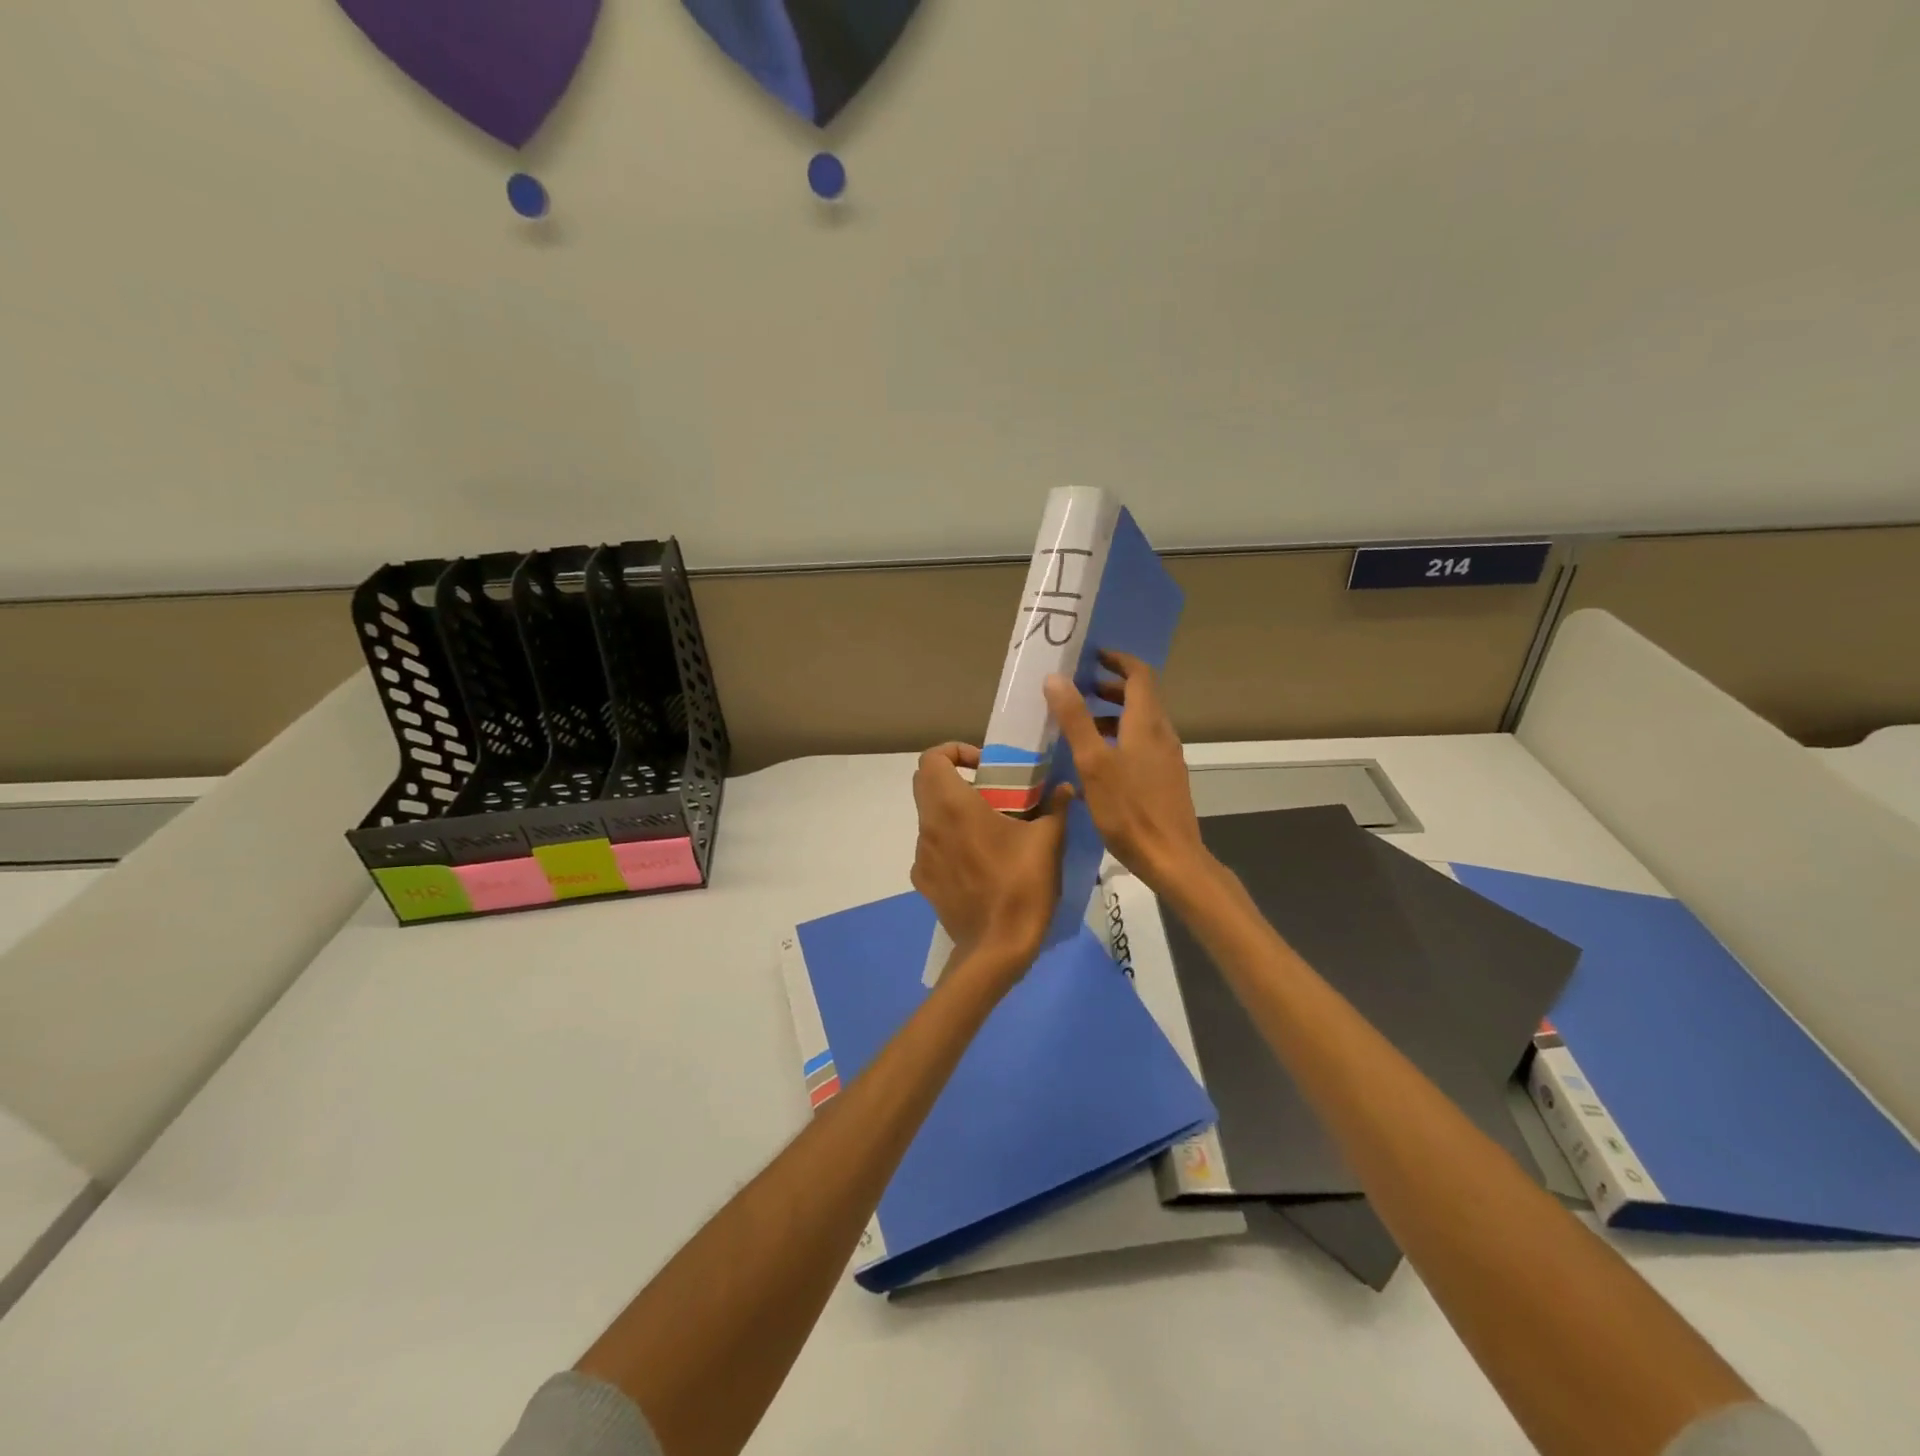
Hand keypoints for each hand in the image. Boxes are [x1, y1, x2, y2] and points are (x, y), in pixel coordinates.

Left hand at [910, 743, 1073, 984]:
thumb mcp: (1047, 841)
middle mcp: (929, 826)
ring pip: (929, 817)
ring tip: (990, 829)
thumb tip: (1065, 788)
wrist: (996, 949)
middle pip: (925, 783)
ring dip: (953, 812)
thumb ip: (1055, 807)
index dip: (955, 752)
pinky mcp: (923, 881)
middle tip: (990, 790)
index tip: (985, 766)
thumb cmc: (1021, 886)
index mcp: (953, 806)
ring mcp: (921, 856)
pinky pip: (932, 848)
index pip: (931, 758)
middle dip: (954, 777)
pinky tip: (978, 862)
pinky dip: (950, 842)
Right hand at [1043, 651, 1209, 895]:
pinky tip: (1098, 762)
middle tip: (1078, 689)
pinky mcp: (1166, 779)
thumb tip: (1056, 678)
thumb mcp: (1093, 763)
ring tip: (1081, 725)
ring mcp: (1167, 758)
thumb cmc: (1129, 809)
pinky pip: (1143, 745)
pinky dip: (1120, 738)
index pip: (1140, 675)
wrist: (1171, 857)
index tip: (1093, 656)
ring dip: (1113, 715)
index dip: (1118, 661)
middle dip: (1110, 688)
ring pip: (1141, 723)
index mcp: (1146, 723)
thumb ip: (1075, 719)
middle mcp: (1162, 734)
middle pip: (1140, 698)